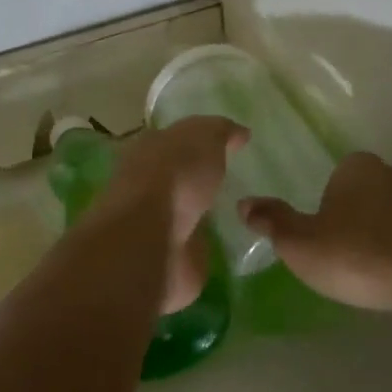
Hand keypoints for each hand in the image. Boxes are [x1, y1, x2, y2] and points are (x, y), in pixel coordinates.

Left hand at [100, 116, 248, 311]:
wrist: (152, 239)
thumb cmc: (174, 177)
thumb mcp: (203, 137)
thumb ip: (220, 131)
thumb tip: (239, 133)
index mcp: (148, 151)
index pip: (173, 141)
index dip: (198, 141)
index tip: (229, 146)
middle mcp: (148, 188)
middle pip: (179, 179)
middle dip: (202, 180)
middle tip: (239, 181)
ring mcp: (158, 227)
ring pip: (187, 215)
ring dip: (206, 215)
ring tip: (243, 213)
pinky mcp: (171, 260)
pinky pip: (196, 247)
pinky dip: (211, 245)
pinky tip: (236, 243)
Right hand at [239, 153, 391, 315]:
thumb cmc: (358, 255)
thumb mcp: (301, 244)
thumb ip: (274, 222)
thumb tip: (244, 203)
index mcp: (356, 168)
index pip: (340, 175)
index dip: (332, 204)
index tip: (330, 234)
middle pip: (374, 190)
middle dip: (366, 215)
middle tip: (356, 253)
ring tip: (387, 267)